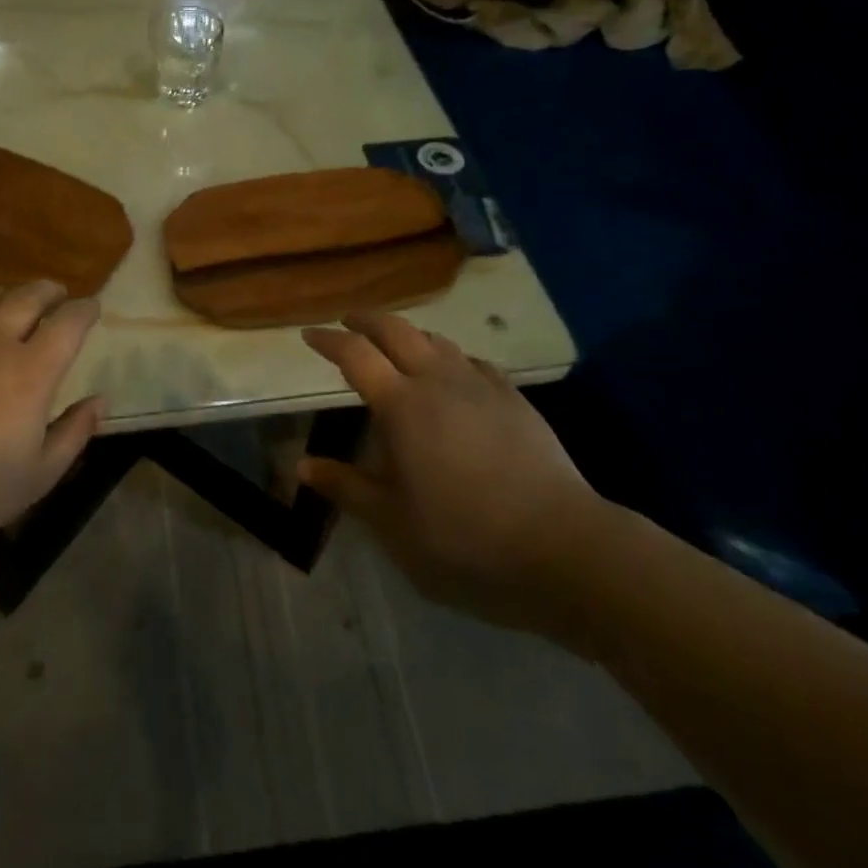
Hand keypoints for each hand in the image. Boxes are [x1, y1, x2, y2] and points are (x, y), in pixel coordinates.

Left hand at [0, 282, 103, 551]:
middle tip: (56, 297)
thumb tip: (100, 400)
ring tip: (12, 306)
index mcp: (31, 371)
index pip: (69, 321)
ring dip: (9, 296)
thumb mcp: (39, 475)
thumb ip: (75, 432)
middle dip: (50, 291)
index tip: (91, 310)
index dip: (85, 310)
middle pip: (29, 295)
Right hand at [299, 313, 609, 642]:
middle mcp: (437, 381)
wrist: (563, 547)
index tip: (309, 335)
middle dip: (366, 321)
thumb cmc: (464, 538)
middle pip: (396, 330)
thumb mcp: (392, 524)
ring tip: (397, 347)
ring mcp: (481, 386)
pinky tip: (455, 376)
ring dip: (409, 335)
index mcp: (400, 405)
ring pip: (437, 340)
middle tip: (347, 323)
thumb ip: (346, 487)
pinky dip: (450, 358)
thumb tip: (303, 465)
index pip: (354, 355)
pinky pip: (473, 361)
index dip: (328, 340)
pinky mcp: (516, 400)